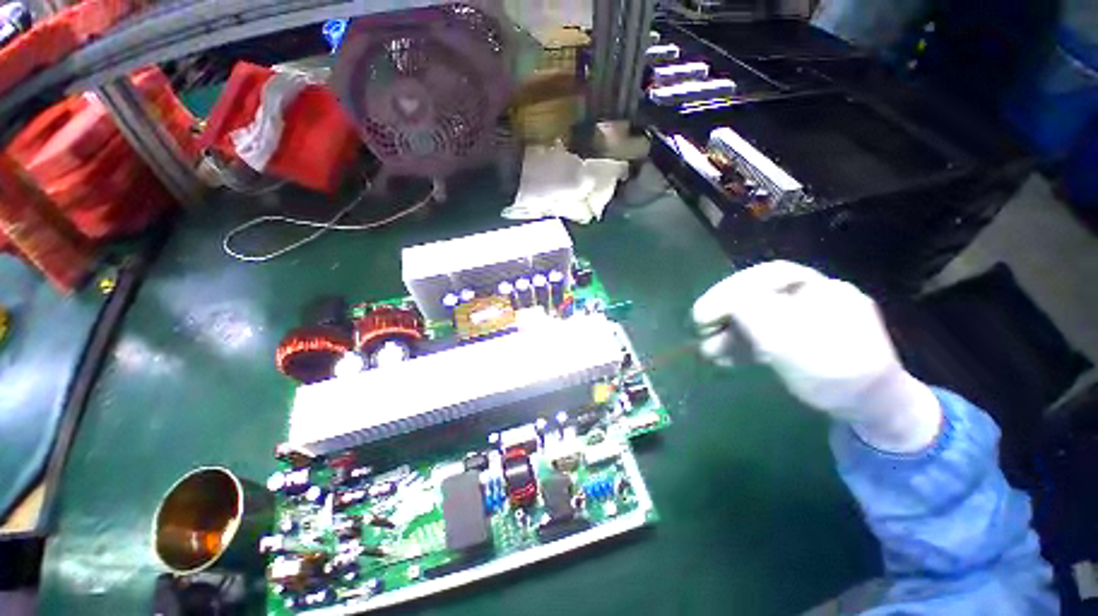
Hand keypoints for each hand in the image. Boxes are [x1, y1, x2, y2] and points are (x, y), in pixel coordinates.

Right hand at [692, 261, 941, 452]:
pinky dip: (737, 344)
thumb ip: (764, 318)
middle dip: (724, 311)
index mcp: (820, 290)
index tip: (704, 313)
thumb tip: (729, 302)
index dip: (730, 291)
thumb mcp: (802, 346)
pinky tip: (723, 357)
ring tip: (708, 351)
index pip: (767, 277)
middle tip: (699, 328)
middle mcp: (807, 297)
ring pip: (753, 314)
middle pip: (755, 293)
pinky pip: (759, 333)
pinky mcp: (790, 337)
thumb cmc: (843, 377)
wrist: (872, 408)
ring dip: (726, 331)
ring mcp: (798, 318)